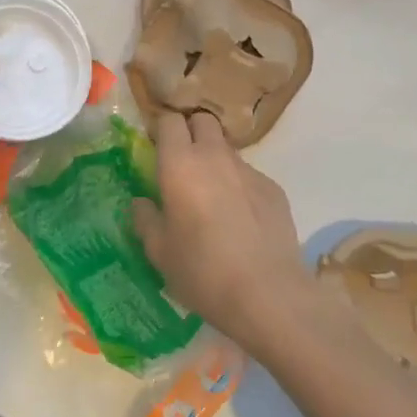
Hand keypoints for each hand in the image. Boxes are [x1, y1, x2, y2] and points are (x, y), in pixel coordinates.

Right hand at [132, 111, 317, 350]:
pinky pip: (250, 176)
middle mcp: (215, 156)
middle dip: (191, 132)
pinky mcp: (274, 189)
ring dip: (216, 161)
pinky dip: (240, 187)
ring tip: (213, 197)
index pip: (169, 121)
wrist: (268, 295)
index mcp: (180, 164)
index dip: (161, 130)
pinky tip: (241, 220)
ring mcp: (249, 170)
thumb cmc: (202, 271)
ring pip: (227, 149)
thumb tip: (142, 202)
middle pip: (202, 121)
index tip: (155, 148)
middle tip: (183, 164)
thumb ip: (145, 219)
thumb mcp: (159, 251)